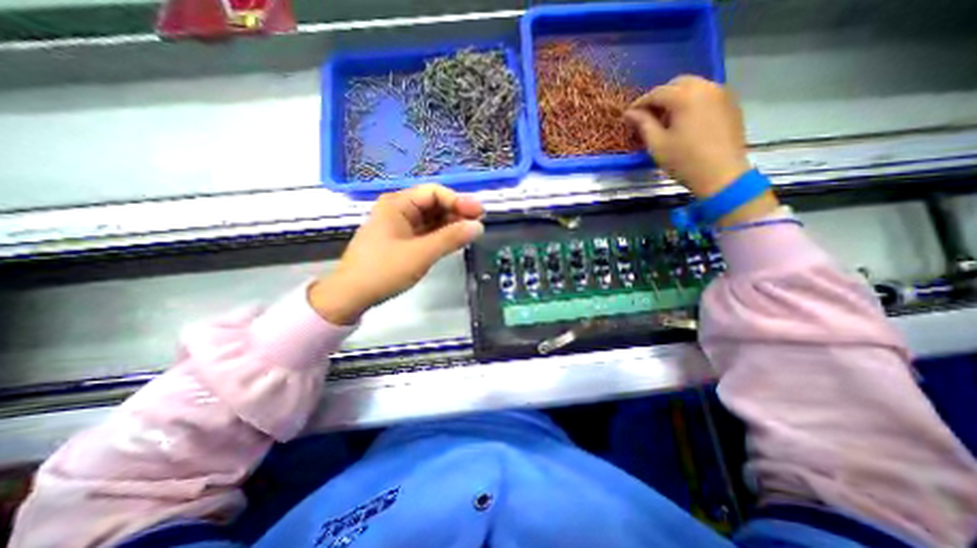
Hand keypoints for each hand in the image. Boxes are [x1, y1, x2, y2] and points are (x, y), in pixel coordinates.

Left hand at [309, 183, 483, 324]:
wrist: (352, 295)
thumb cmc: (383, 270)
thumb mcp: (420, 253)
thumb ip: (450, 238)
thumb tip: (478, 227)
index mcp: (398, 204)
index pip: (434, 193)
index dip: (458, 200)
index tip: (479, 213)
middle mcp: (399, 210)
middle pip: (434, 204)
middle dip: (457, 212)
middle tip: (478, 224)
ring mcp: (401, 226)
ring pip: (432, 220)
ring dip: (451, 225)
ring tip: (471, 233)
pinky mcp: (403, 241)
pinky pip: (427, 233)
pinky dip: (442, 236)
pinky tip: (456, 241)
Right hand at [625, 75, 779, 221]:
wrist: (722, 174)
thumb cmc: (684, 160)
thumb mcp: (657, 144)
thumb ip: (643, 124)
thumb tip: (630, 113)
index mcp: (685, 97)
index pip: (657, 93)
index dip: (640, 103)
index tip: (629, 115)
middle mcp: (706, 87)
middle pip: (677, 84)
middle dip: (660, 97)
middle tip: (648, 116)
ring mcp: (722, 93)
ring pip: (694, 87)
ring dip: (677, 98)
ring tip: (666, 120)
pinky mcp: (731, 104)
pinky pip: (706, 95)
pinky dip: (692, 102)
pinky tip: (685, 122)